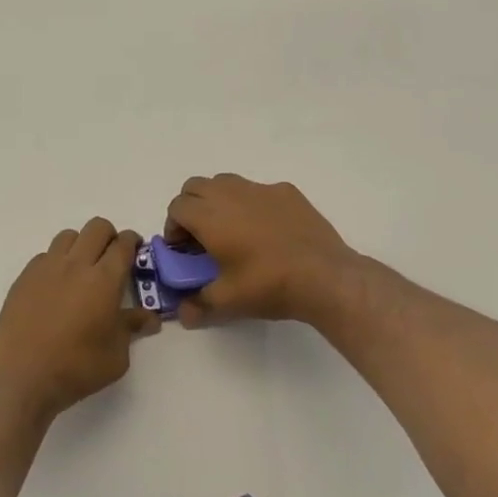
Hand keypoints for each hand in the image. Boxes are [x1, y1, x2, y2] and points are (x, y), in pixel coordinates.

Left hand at [0, 218, 156, 423]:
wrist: (21, 378)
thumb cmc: (76, 368)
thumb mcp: (116, 356)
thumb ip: (132, 328)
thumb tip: (149, 318)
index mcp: (104, 280)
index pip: (123, 244)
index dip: (132, 242)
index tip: (135, 251)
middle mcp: (76, 264)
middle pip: (97, 228)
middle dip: (109, 236)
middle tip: (112, 258)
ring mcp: (46, 268)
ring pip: (68, 236)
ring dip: (81, 245)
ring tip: (82, 270)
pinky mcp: (24, 278)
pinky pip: (45, 256)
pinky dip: (56, 262)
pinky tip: (55, 288)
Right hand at [163, 174, 362, 327]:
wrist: (324, 276)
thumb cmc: (268, 285)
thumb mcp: (228, 302)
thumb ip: (198, 306)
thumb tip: (184, 314)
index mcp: (210, 216)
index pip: (177, 207)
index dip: (173, 227)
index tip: (183, 250)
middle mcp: (231, 194)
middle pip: (196, 187)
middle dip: (191, 208)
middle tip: (202, 237)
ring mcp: (261, 189)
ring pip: (226, 182)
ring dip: (218, 200)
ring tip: (232, 230)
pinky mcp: (287, 192)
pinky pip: (258, 190)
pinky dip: (252, 204)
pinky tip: (267, 230)